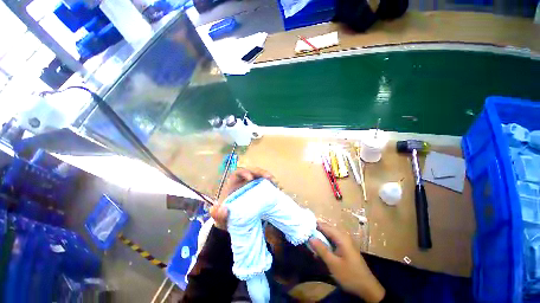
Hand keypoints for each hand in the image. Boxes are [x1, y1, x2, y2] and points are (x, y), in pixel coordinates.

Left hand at [210, 167, 273, 229]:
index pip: (239, 172)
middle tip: (269, 178)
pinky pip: (267, 183)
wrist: (237, 222)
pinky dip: (272, 184)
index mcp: (234, 183)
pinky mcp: (260, 188)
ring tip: (276, 183)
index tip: (251, 178)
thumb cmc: (228, 217)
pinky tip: (278, 188)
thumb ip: (218, 215)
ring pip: (261, 175)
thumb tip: (217, 209)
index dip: (245, 172)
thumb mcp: (222, 219)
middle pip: (253, 171)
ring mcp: (253, 184)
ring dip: (269, 177)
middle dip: (261, 172)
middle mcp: (244, 181)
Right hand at [309, 222, 385, 302]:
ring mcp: (345, 241)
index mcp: (341, 237)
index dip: (314, 225)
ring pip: (329, 234)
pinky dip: (326, 242)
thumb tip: (310, 237)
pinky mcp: (346, 247)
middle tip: (306, 235)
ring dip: (320, 237)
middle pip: (327, 228)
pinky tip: (320, 249)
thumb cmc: (350, 275)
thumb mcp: (333, 264)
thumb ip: (321, 249)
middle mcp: (343, 236)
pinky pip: (333, 240)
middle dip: (316, 231)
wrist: (368, 288)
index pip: (324, 226)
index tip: (304, 227)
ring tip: (311, 242)